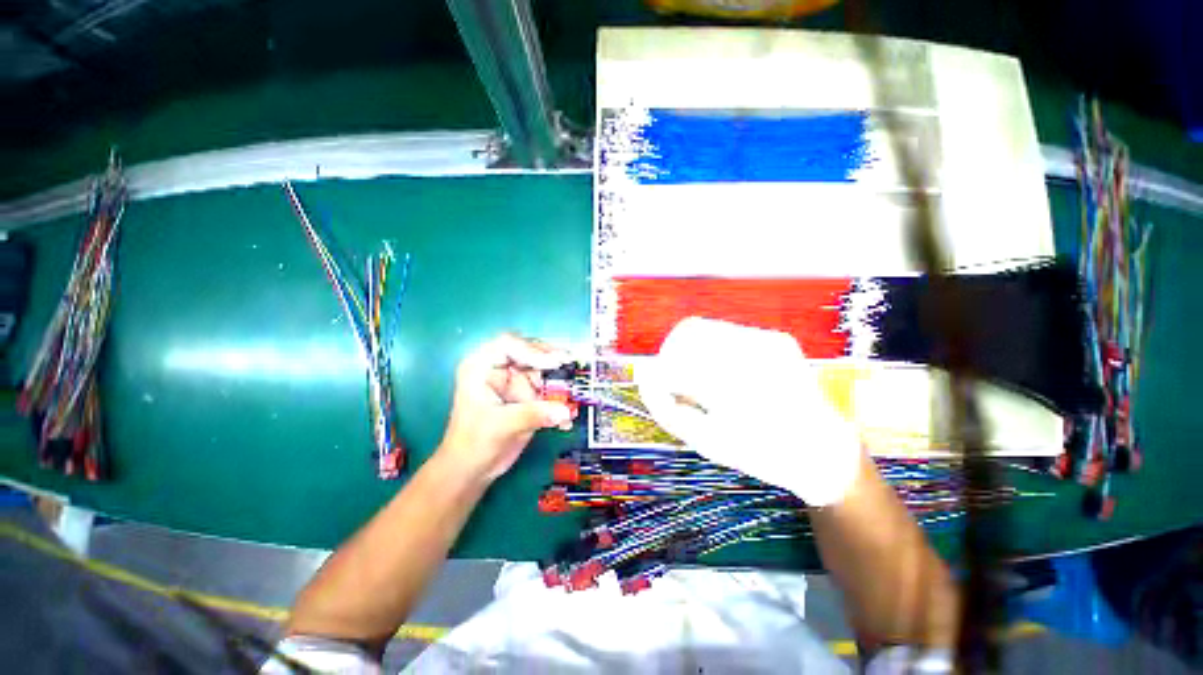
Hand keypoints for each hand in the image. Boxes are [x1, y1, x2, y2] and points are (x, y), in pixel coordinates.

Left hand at [438, 334, 575, 481]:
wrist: (471, 470)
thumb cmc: (473, 444)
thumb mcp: (501, 425)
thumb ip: (534, 415)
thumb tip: (565, 411)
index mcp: (481, 366)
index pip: (508, 344)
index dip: (532, 350)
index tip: (553, 363)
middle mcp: (499, 368)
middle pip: (529, 352)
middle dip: (551, 360)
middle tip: (570, 366)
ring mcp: (514, 381)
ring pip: (542, 369)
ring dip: (559, 379)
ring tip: (573, 390)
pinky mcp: (525, 394)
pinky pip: (547, 388)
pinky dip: (559, 397)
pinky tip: (567, 412)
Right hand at [635, 317, 862, 506]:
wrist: (822, 451)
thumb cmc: (759, 452)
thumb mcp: (704, 441)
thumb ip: (665, 408)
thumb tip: (644, 377)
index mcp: (731, 382)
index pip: (675, 359)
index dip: (661, 373)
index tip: (662, 389)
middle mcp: (750, 350)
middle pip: (688, 331)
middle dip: (674, 355)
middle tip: (678, 381)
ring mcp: (767, 339)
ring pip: (708, 328)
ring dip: (694, 350)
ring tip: (703, 379)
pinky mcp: (777, 338)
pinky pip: (729, 333)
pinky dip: (715, 350)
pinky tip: (726, 374)